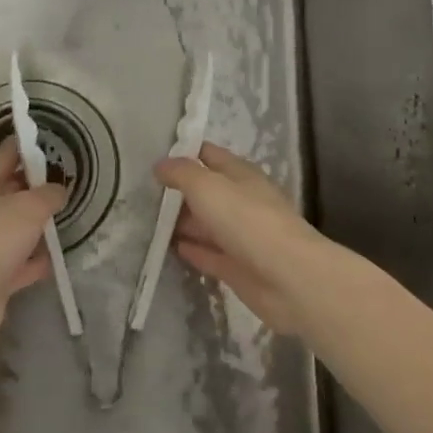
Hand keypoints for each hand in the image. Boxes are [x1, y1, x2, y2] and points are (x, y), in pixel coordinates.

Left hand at [0, 137, 65, 345]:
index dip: (27, 148)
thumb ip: (49, 194)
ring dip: (35, 226)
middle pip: (9, 192)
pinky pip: (17, 262)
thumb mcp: (30, 206)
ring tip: (64, 219)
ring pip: (13, 228)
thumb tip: (57, 191)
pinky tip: (53, 259)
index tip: (51, 143)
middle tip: (65, 183)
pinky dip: (32, 260)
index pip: (5, 156)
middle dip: (35, 188)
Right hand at [154, 143, 325, 335]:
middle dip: (178, 191)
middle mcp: (241, 201)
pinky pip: (208, 253)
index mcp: (240, 175)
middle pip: (205, 191)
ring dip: (181, 222)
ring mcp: (241, 236)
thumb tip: (160, 165)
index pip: (208, 155)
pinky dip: (191, 249)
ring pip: (205, 224)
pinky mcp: (238, 268)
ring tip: (147, 221)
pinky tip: (169, 248)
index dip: (183, 153)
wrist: (289, 278)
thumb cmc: (247, 221)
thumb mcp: (207, 186)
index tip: (153, 158)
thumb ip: (181, 173)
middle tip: (142, 193)